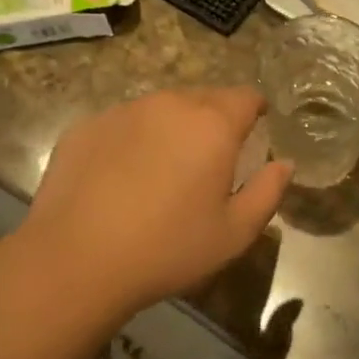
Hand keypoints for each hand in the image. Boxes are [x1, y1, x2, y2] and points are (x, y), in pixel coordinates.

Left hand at [14, 87, 291, 320]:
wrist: (74, 261)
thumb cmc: (166, 248)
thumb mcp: (234, 234)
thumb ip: (268, 192)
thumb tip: (284, 163)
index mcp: (213, 124)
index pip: (246, 96)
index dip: (255, 110)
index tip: (253, 131)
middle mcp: (171, 104)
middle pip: (204, 98)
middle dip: (214, 120)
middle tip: (207, 161)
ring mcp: (124, 111)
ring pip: (162, 108)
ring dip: (171, 128)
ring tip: (161, 171)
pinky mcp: (87, 125)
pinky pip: (123, 123)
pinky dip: (131, 140)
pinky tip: (119, 179)